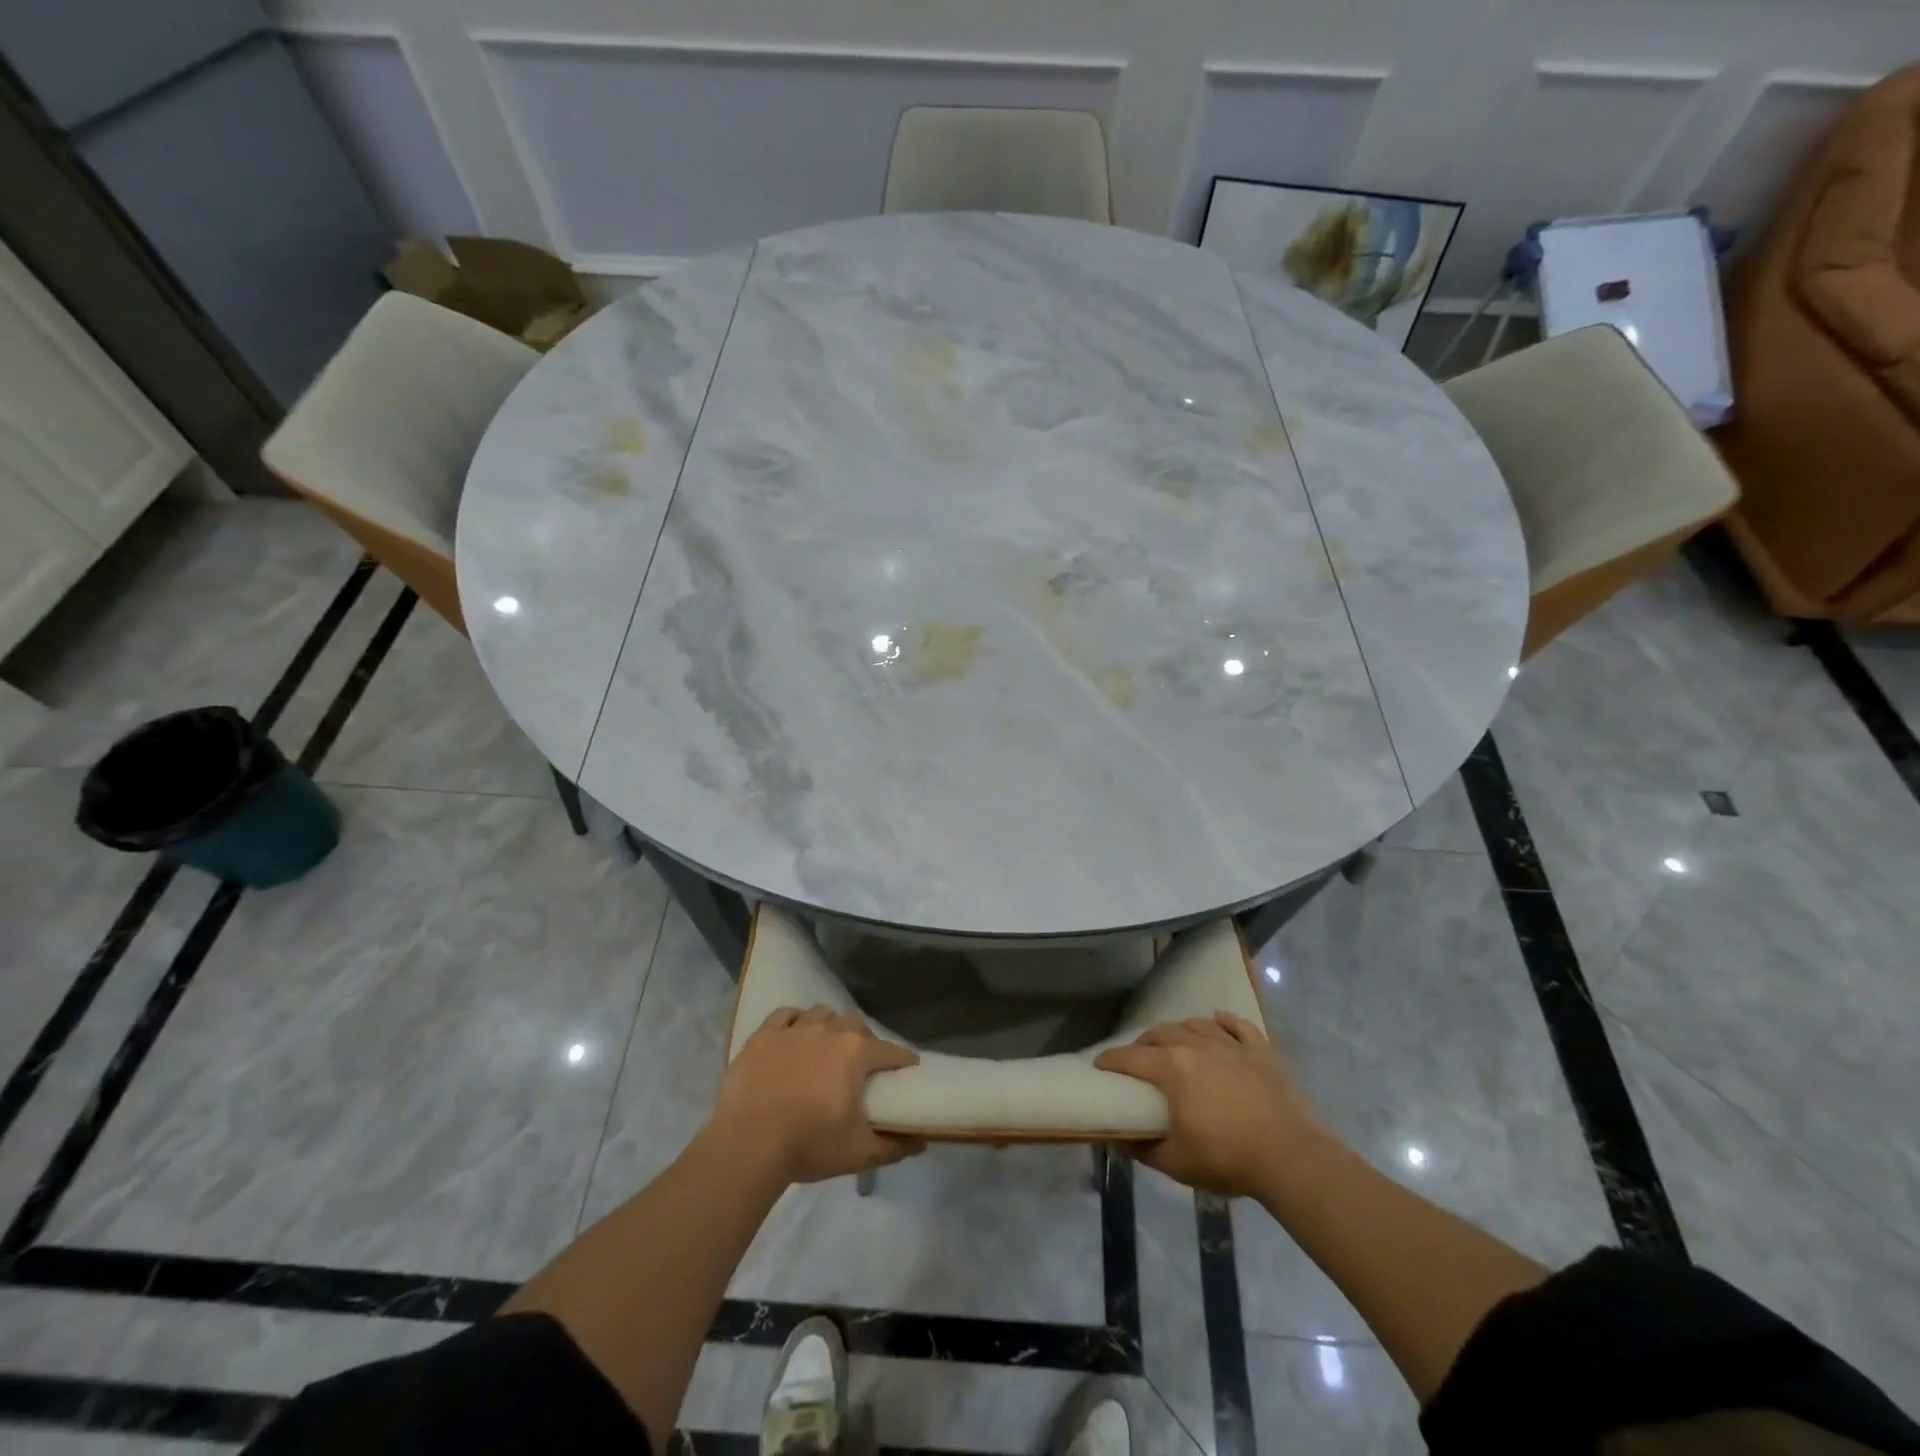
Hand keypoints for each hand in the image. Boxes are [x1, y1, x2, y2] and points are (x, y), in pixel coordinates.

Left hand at [709, 1007, 923, 1184]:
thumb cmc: (809, 1145)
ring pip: (822, 1014)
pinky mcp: (763, 1035)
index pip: (890, 1051)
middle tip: (860, 1066)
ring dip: (830, 1027)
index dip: (903, 1060)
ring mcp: (794, 1029)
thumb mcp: (859, 1153)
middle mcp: (829, 1030)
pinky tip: (794, 1036)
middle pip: (856, 1025)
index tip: (908, 1069)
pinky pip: (786, 1015)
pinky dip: (795, 1021)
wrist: (748, 1145)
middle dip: (864, 1041)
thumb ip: (894, 1146)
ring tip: (826, 1048)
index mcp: (856, 1052)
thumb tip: (921, 1142)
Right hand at [1095, 1012, 1328, 1197]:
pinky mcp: (1261, 1051)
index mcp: (1172, 1068)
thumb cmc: (1228, 1158)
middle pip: (1161, 1034)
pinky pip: (1239, 1026)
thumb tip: (1119, 1139)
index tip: (1100, 1064)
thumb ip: (1144, 1149)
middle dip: (1144, 1043)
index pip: (1131, 1057)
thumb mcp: (1177, 1163)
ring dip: (1181, 1030)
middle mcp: (1196, 1045)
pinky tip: (1219, 1019)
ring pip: (1197, 1024)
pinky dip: (1226, 1020)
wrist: (1292, 1157)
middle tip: (1139, 1059)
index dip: (1111, 1060)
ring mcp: (1231, 1045)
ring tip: (1176, 1041)